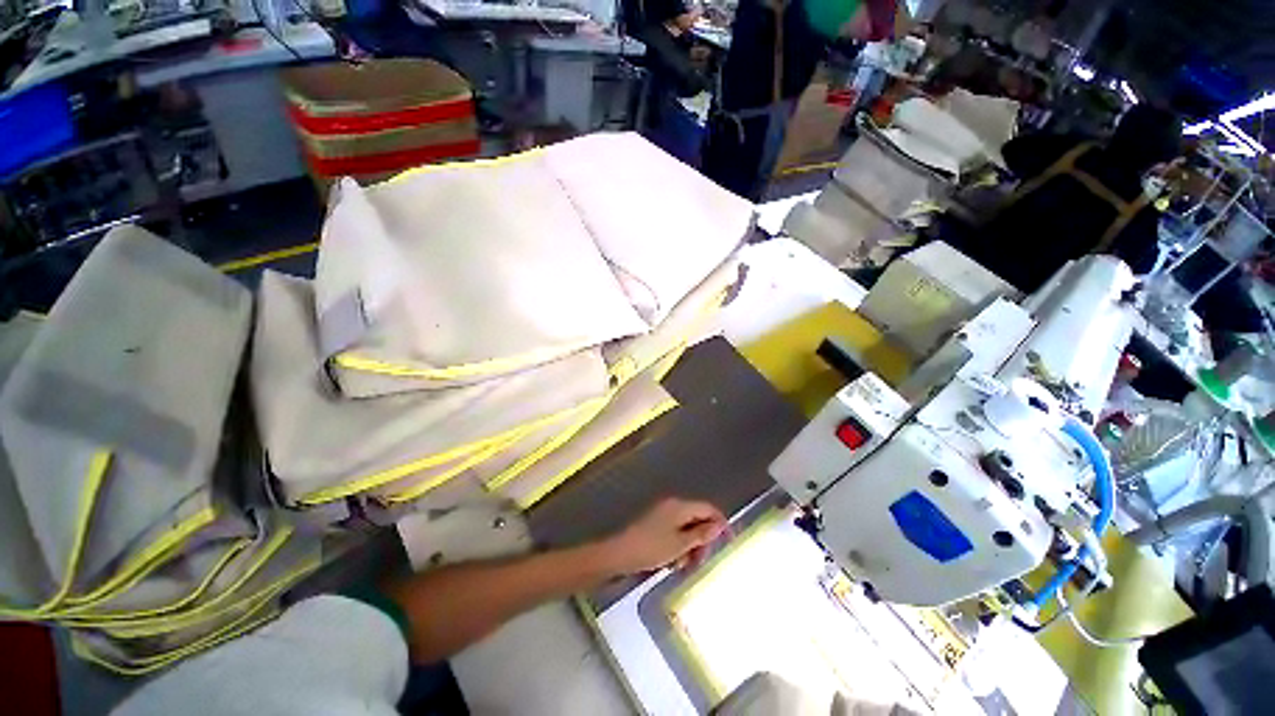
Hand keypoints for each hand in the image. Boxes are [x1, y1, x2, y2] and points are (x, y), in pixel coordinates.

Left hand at [597, 498, 727, 575]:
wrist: (620, 553)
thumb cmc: (652, 548)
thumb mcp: (681, 544)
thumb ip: (702, 534)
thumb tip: (719, 525)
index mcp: (680, 506)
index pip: (707, 508)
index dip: (720, 523)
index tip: (728, 542)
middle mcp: (672, 505)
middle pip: (697, 519)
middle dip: (702, 540)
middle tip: (699, 562)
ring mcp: (662, 514)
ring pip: (686, 528)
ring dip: (689, 546)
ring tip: (682, 566)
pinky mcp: (654, 524)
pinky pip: (674, 532)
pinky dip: (677, 546)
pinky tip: (671, 562)